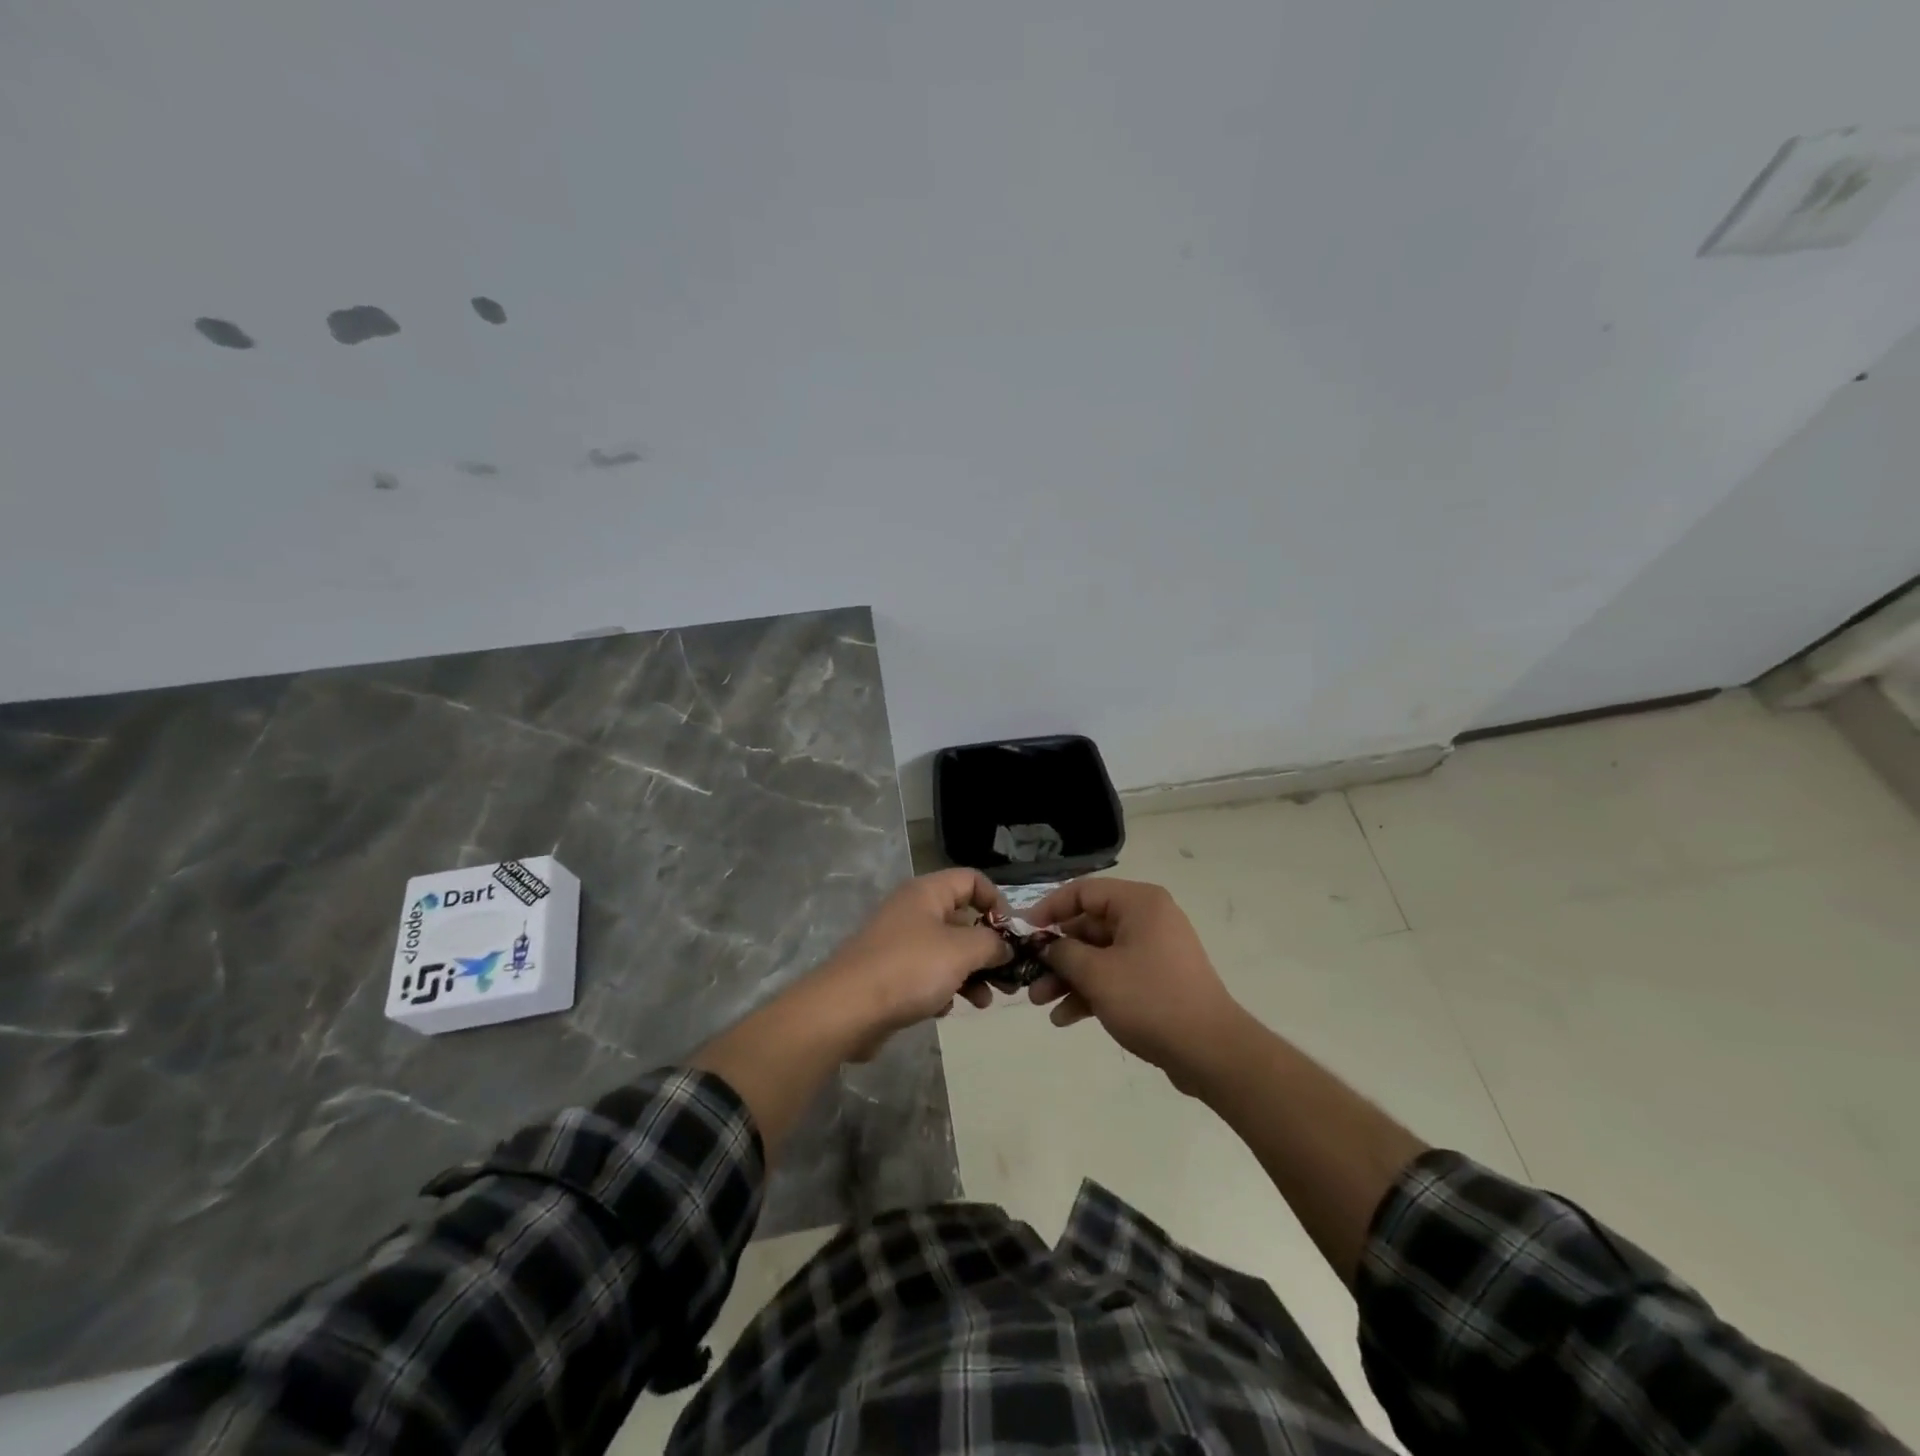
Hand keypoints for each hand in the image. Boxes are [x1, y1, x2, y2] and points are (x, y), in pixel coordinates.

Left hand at [814, 869, 1012, 1055]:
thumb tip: (1005, 946)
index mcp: (927, 893)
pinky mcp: (890, 974)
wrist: (846, 1009)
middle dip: (988, 947)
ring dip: (971, 973)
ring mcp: (899, 942)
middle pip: (962, 918)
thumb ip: (991, 943)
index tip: (1012, 934)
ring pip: (947, 951)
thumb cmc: (909, 969)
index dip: (997, 901)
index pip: (971, 880)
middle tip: (1008, 975)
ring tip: (985, 1001)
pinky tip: (948, 1010)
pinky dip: (944, 988)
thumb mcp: (961, 951)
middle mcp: (913, 911)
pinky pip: (927, 974)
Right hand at [1026, 877, 1244, 1091]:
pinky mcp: (1156, 981)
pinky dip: (1090, 993)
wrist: (1211, 1052)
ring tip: (1039, 1002)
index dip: (1048, 910)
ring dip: (1068, 977)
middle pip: (1089, 926)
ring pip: (1099, 955)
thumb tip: (1045, 945)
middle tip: (1028, 975)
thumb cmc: (1151, 1000)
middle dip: (1056, 954)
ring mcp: (1153, 952)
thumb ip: (1063, 953)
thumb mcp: (1097, 974)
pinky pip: (1115, 977)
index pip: (1083, 892)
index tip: (1023, 933)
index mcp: (1139, 904)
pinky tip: (1065, 1018)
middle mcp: (1147, 919)